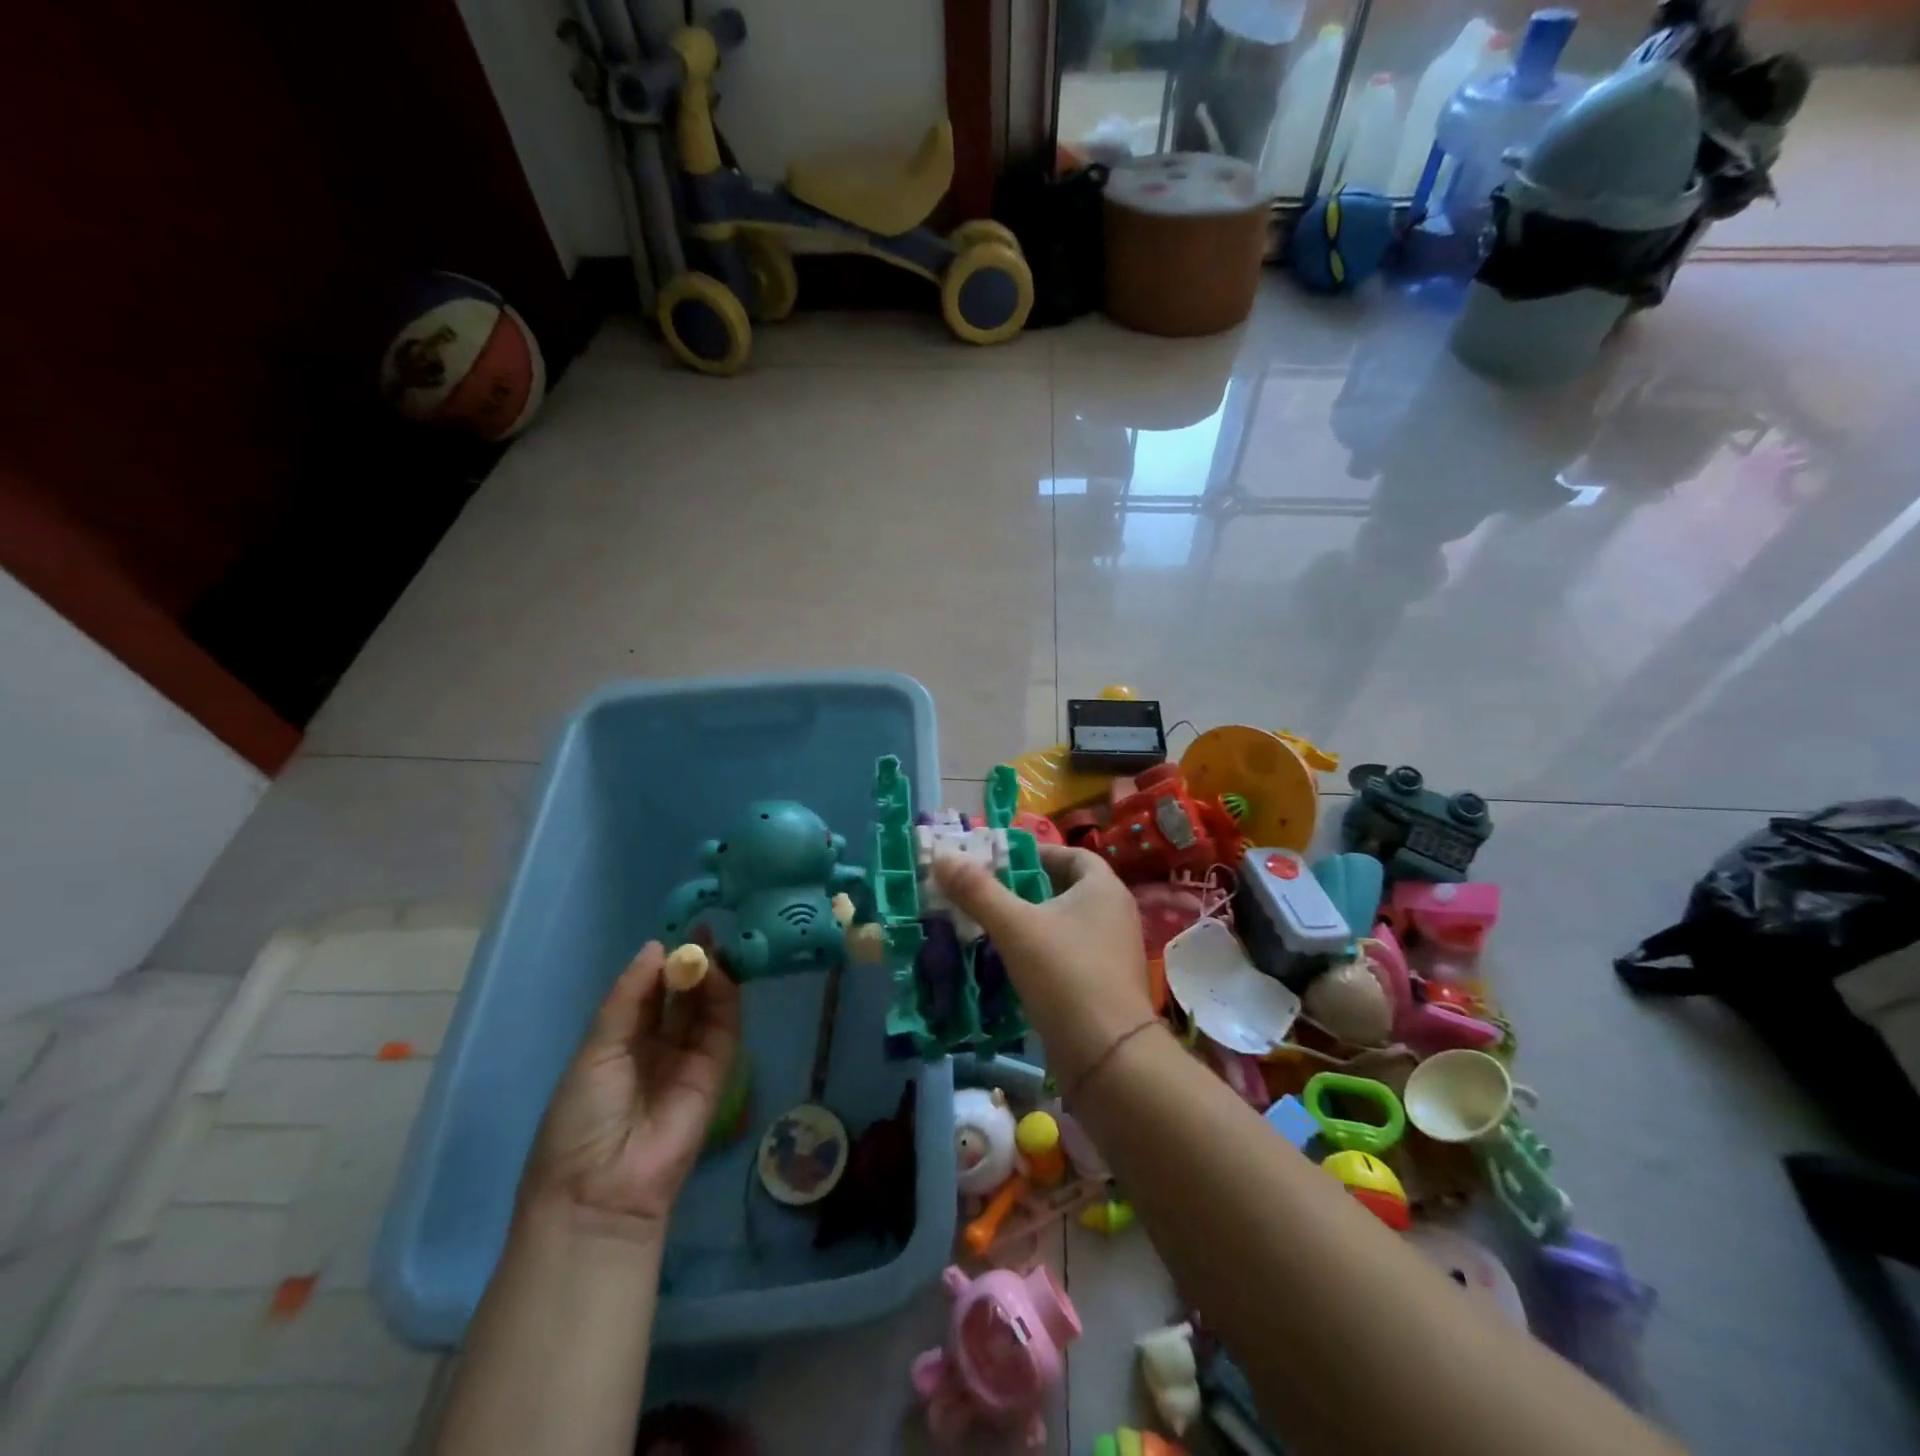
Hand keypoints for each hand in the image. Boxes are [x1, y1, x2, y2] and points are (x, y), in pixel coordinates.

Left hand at [521, 940, 741, 1240]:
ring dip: (709, 976)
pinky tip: (719, 973)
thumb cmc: (581, 1119)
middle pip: (681, 997)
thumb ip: (628, 998)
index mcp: (620, 1045)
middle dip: (690, 964)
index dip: (660, 965)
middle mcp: (657, 1048)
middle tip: (703, 929)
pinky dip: (725, 998)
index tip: (674, 933)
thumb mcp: (595, 1050)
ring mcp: (689, 1060)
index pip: (647, 995)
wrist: (602, 1188)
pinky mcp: (716, 1072)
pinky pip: (723, 1029)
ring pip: (705, 1008)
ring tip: (710, 944)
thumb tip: (654, 948)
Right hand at [932, 843, 1154, 1086]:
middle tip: (988, 892)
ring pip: (1066, 925)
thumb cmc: (1065, 976)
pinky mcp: (1106, 985)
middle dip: (1028, 889)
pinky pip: (1069, 955)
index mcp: (1103, 889)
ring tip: (992, 926)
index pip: (1072, 855)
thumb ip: (978, 891)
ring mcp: (1114, 952)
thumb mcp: (1015, 928)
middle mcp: (1115, 914)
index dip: (1037, 853)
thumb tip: (943, 856)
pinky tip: (1012, 965)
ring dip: (1032, 923)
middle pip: (1067, 889)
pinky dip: (1042, 953)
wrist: (1108, 1058)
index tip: (1002, 860)